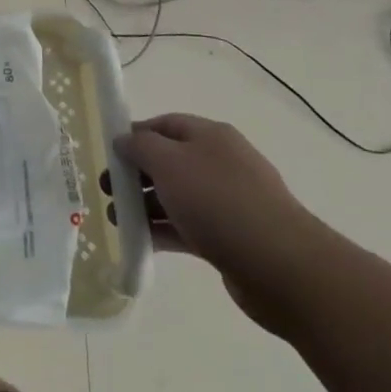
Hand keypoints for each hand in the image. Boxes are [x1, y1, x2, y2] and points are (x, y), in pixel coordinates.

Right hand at [114, 114, 327, 333]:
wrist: (282, 267)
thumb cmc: (218, 201)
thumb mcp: (168, 162)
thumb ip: (139, 146)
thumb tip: (124, 141)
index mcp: (211, 136)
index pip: (164, 124)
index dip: (134, 135)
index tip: (108, 155)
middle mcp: (221, 164)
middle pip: (168, 161)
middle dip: (135, 174)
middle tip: (108, 191)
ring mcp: (228, 202)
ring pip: (176, 196)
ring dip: (144, 206)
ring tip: (117, 221)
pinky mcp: (231, 238)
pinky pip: (187, 227)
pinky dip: (163, 231)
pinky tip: (141, 241)